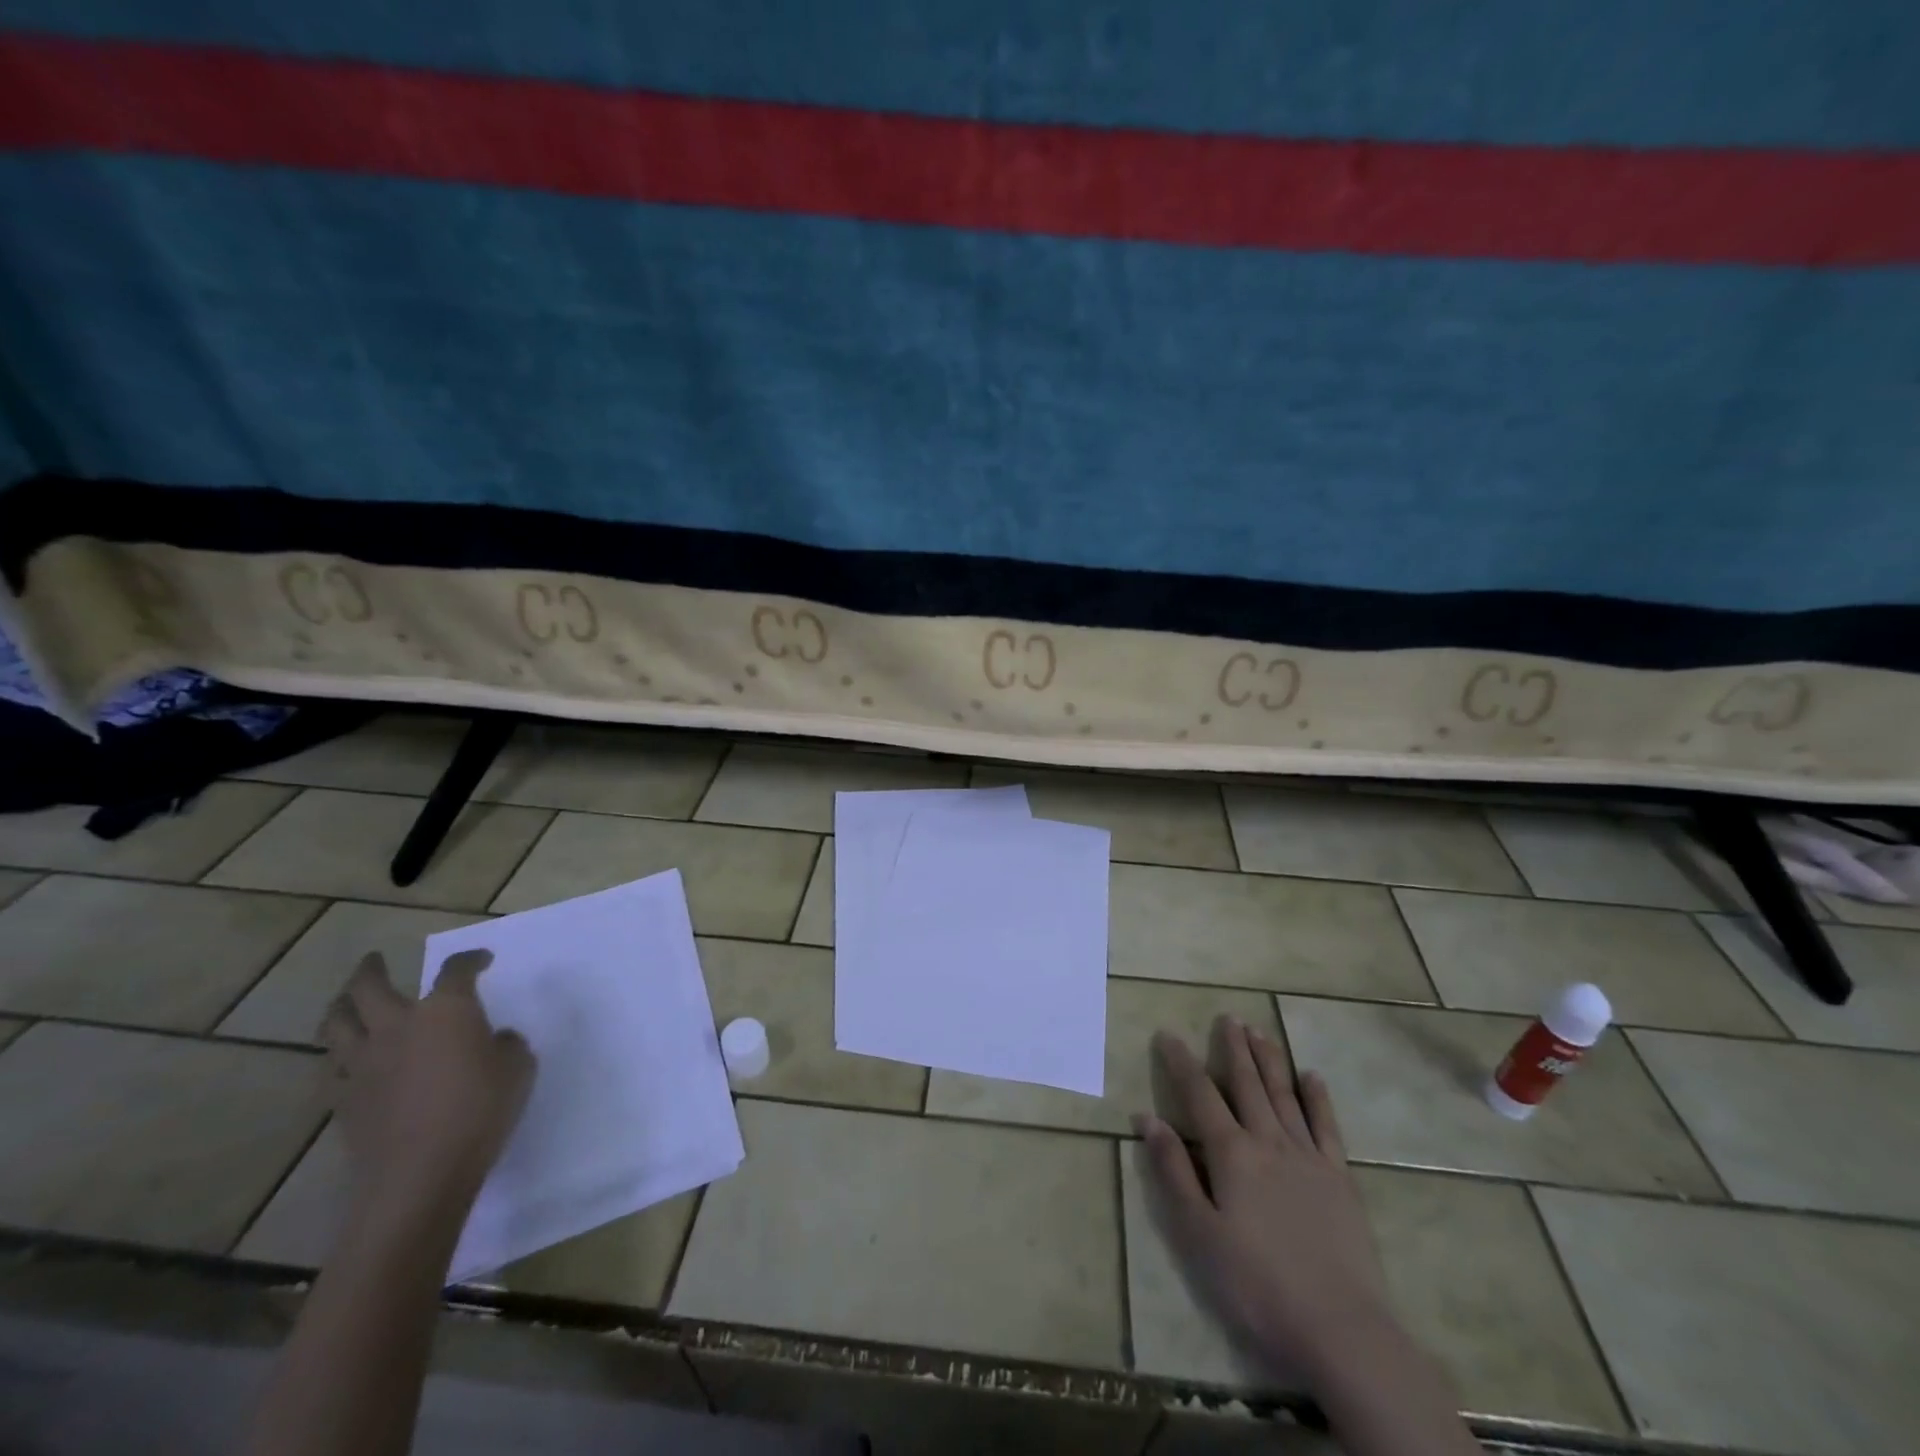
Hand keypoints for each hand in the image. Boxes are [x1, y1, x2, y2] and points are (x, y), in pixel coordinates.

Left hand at [320, 950, 534, 1230]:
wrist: (420, 1173)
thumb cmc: (480, 1109)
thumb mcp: (518, 1067)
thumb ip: (506, 1044)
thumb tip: (493, 1040)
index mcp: (446, 1010)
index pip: (457, 970)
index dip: (471, 959)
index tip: (482, 960)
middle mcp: (398, 1025)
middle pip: (369, 986)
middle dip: (371, 969)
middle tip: (374, 960)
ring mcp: (363, 1062)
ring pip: (336, 1022)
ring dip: (341, 1006)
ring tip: (346, 1000)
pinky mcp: (342, 1099)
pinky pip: (330, 1067)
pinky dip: (337, 1056)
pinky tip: (345, 1058)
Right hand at [1136, 1016, 1395, 1384]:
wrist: (1341, 1329)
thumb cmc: (1257, 1285)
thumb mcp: (1199, 1234)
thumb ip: (1173, 1171)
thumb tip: (1147, 1118)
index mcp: (1232, 1154)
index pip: (1200, 1094)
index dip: (1181, 1062)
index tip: (1168, 1033)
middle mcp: (1269, 1141)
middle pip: (1247, 1084)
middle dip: (1233, 1048)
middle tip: (1228, 1017)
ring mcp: (1309, 1157)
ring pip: (1284, 1094)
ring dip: (1270, 1060)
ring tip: (1259, 1031)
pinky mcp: (1341, 1178)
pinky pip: (1327, 1126)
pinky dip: (1318, 1098)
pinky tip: (1312, 1076)